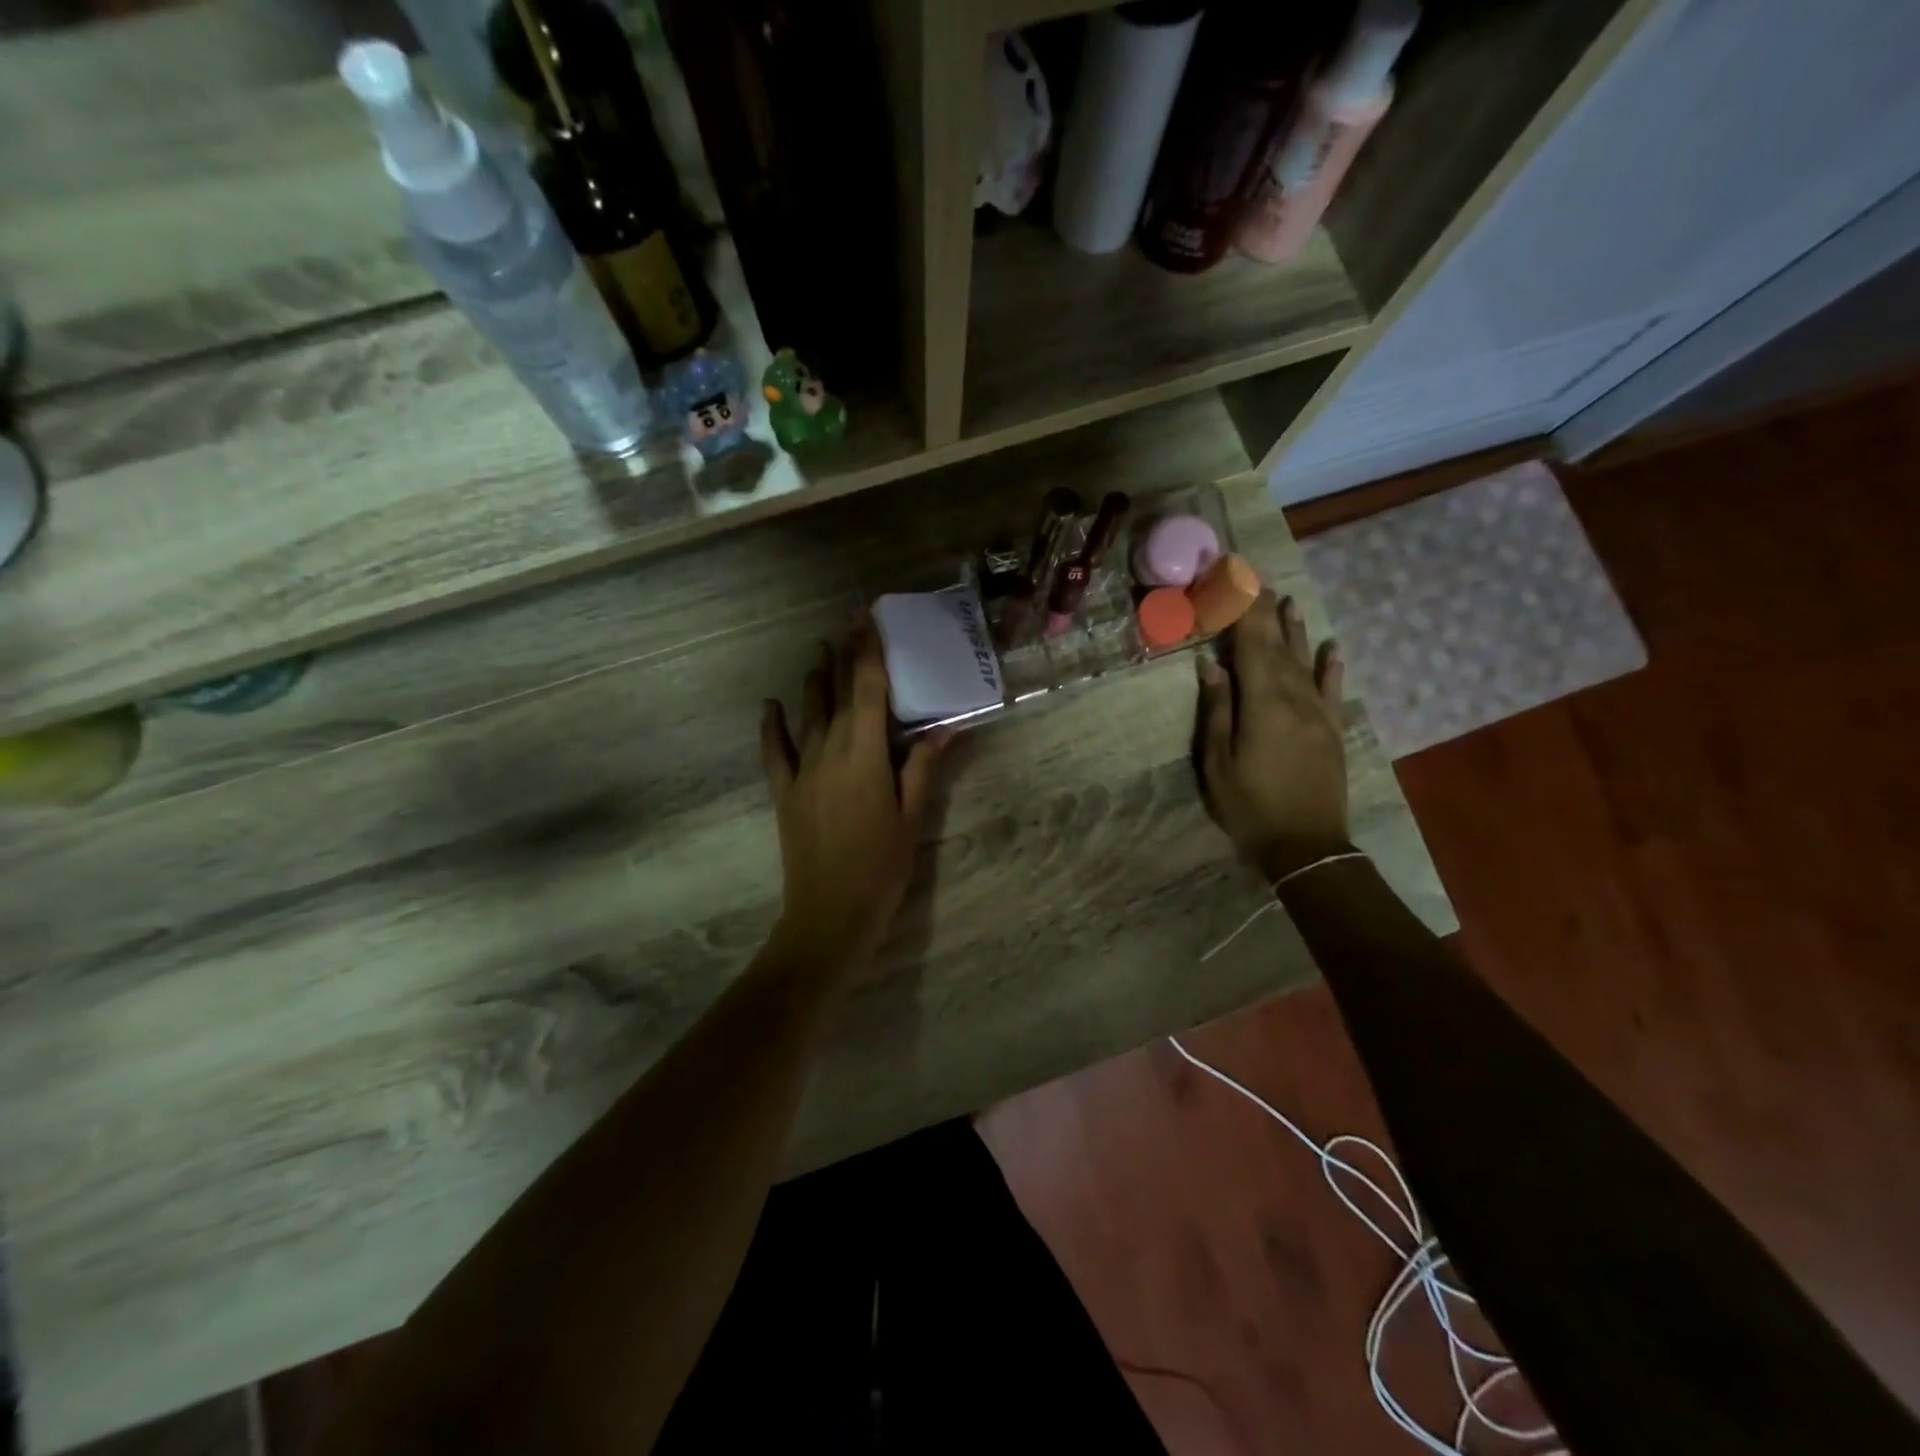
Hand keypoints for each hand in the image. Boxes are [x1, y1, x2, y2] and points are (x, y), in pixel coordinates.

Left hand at [760, 622, 950, 973]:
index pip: (868, 690)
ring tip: (819, 651)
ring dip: (815, 681)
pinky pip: (774, 751)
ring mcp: (802, 771)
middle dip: (844, 656)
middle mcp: (829, 751)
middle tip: (848, 622)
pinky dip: (772, 725)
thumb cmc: (881, 869)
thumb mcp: (911, 818)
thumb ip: (923, 768)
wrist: (829, 916)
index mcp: (865, 755)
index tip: (866, 617)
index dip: (867, 650)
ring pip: (808, 714)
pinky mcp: (784, 792)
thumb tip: (946, 728)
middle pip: (838, 694)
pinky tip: (771, 704)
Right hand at [1195, 591, 1350, 882]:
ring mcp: (1318, 714)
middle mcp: (1295, 699)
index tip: (1236, 580)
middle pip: (1278, 647)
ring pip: (1305, 662)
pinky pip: (1333, 690)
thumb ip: (1218, 710)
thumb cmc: (1250, 806)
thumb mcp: (1218, 762)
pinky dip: (1331, 666)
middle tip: (1257, 580)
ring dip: (1296, 630)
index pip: (1252, 645)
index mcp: (1262, 705)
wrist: (1307, 846)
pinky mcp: (1332, 730)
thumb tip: (1211, 665)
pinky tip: (1330, 647)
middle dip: (1266, 612)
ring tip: (1289, 600)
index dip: (1244, 611)